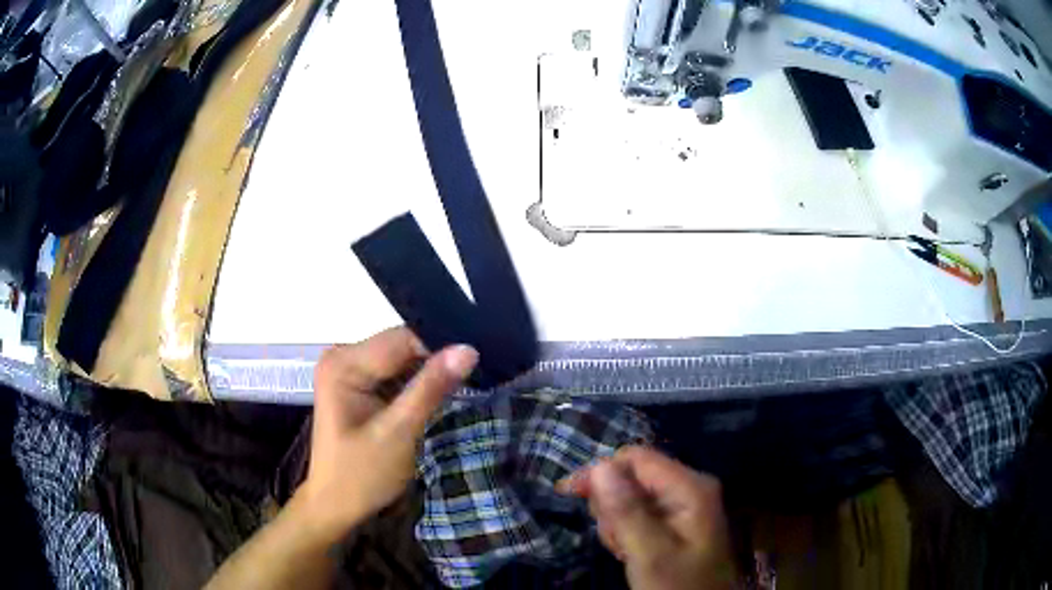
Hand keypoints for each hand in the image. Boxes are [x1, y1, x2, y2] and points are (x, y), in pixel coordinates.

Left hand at [296, 327, 477, 538]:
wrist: (337, 506)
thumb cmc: (362, 475)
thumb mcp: (399, 432)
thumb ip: (431, 388)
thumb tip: (468, 349)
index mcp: (343, 364)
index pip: (402, 339)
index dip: (439, 348)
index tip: (475, 365)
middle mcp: (342, 356)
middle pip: (400, 346)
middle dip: (434, 361)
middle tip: (471, 380)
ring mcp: (348, 370)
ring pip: (401, 358)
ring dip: (427, 374)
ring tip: (459, 388)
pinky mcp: (357, 385)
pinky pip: (394, 373)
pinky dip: (416, 384)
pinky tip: (434, 396)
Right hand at [558, 446, 735, 589]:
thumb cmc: (677, 585)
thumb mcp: (649, 554)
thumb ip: (626, 511)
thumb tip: (599, 466)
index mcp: (690, 486)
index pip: (636, 458)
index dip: (600, 471)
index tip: (568, 494)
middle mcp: (690, 486)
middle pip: (633, 476)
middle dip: (612, 506)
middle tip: (615, 541)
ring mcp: (686, 503)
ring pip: (633, 496)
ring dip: (618, 522)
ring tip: (625, 551)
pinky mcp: (679, 520)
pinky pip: (642, 513)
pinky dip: (628, 531)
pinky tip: (632, 551)